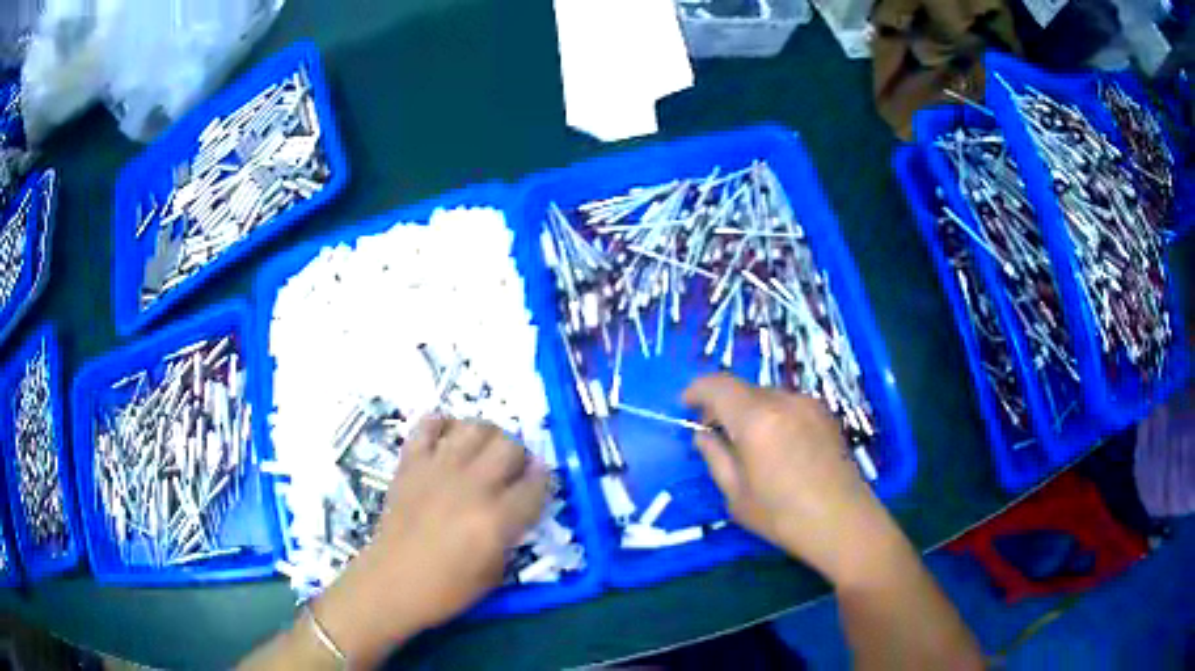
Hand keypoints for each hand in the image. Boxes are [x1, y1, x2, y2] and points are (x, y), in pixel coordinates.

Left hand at [312, 416, 549, 664]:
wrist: (392, 582)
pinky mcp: (411, 463)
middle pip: (511, 446)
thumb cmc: (447, 588)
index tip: (539, 484)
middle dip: (519, 456)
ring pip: (476, 427)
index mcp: (497, 519)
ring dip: (488, 436)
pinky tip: (448, 442)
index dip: (544, 481)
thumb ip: (511, 534)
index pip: (537, 483)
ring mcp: (439, 469)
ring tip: (483, 453)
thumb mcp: (496, 572)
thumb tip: (517, 507)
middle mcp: (472, 486)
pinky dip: (443, 426)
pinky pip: (429, 425)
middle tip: (512, 471)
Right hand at [683, 374, 886, 583]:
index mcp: (756, 418)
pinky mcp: (826, 414)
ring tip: (748, 443)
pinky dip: (772, 415)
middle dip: (723, 404)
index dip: (696, 390)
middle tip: (713, 433)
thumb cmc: (783, 516)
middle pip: (743, 389)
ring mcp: (809, 404)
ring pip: (766, 395)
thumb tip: (703, 435)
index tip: (685, 407)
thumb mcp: (736, 495)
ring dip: (749, 410)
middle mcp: (783, 400)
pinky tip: (777, 447)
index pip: (717, 385)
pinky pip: (788, 404)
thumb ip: (715, 457)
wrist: (844, 522)